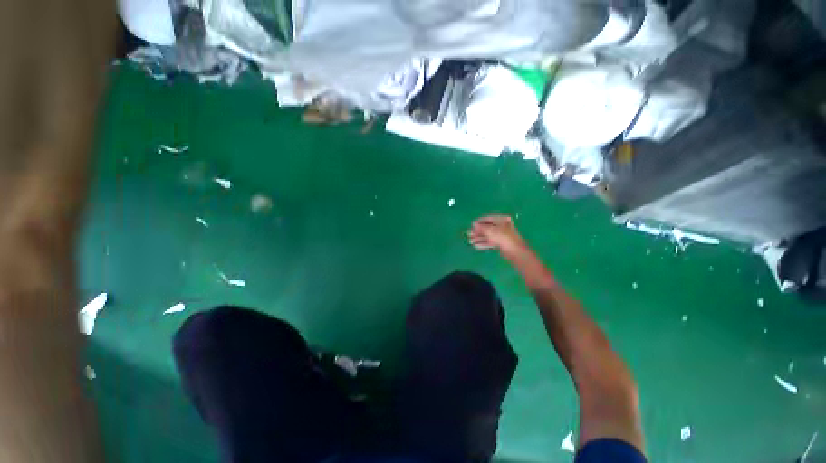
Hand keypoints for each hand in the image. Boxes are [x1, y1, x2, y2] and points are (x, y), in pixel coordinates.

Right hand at [468, 215, 527, 258]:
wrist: (515, 251)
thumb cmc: (503, 237)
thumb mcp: (490, 231)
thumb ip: (481, 227)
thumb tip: (474, 224)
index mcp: (501, 220)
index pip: (488, 219)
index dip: (479, 222)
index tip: (471, 225)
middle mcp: (502, 226)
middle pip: (487, 228)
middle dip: (477, 232)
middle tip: (468, 234)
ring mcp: (502, 235)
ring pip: (488, 236)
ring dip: (479, 238)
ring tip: (470, 241)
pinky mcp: (501, 243)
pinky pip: (490, 242)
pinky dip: (483, 243)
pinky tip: (476, 246)